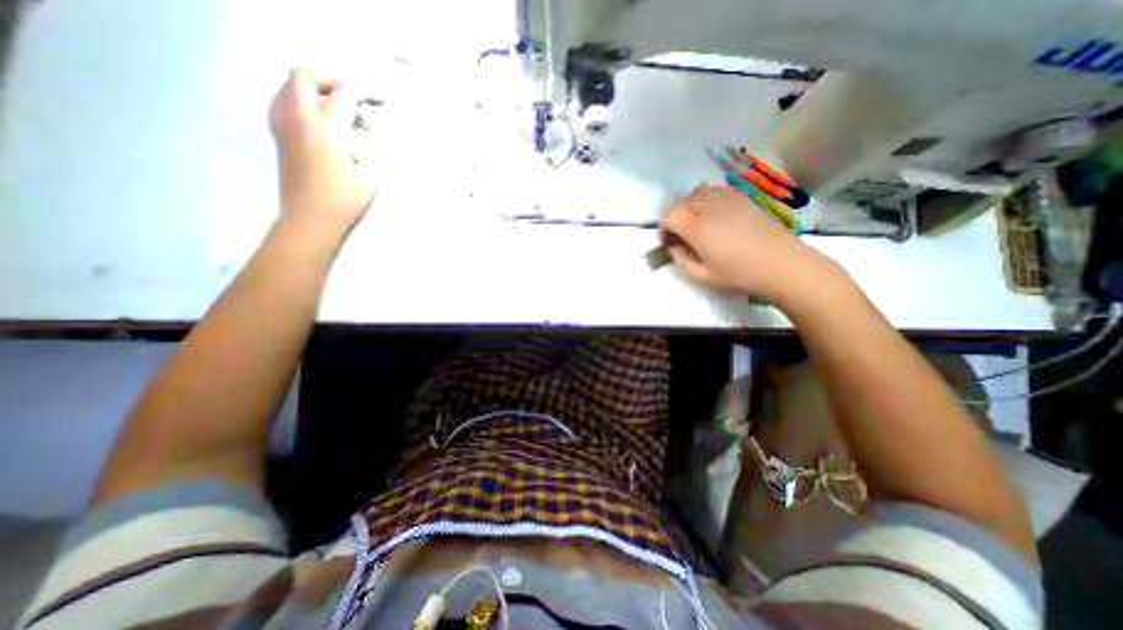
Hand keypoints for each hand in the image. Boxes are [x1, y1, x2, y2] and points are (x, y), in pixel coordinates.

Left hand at [269, 67, 379, 237]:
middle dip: (331, 79)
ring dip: (314, 88)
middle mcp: (300, 117)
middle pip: (305, 76)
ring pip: (289, 86)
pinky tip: (318, 119)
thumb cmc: (345, 200)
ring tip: (337, 106)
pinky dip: (301, 100)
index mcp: (327, 127)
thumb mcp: (369, 173)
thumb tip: (363, 126)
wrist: (310, 219)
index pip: (345, 94)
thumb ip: (367, 144)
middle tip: (353, 95)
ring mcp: (284, 125)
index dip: (365, 93)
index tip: (381, 102)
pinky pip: (283, 102)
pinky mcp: (279, 136)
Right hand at [660, 184, 832, 303]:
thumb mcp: (702, 276)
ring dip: (689, 206)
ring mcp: (727, 200)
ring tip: (695, 222)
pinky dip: (706, 199)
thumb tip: (673, 247)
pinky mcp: (741, 198)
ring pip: (697, 193)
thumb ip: (681, 260)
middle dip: (675, 218)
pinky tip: (712, 213)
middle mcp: (709, 209)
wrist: (781, 264)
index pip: (669, 216)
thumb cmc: (739, 274)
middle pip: (681, 203)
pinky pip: (715, 191)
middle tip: (681, 235)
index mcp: (697, 228)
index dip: (663, 228)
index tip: (668, 241)